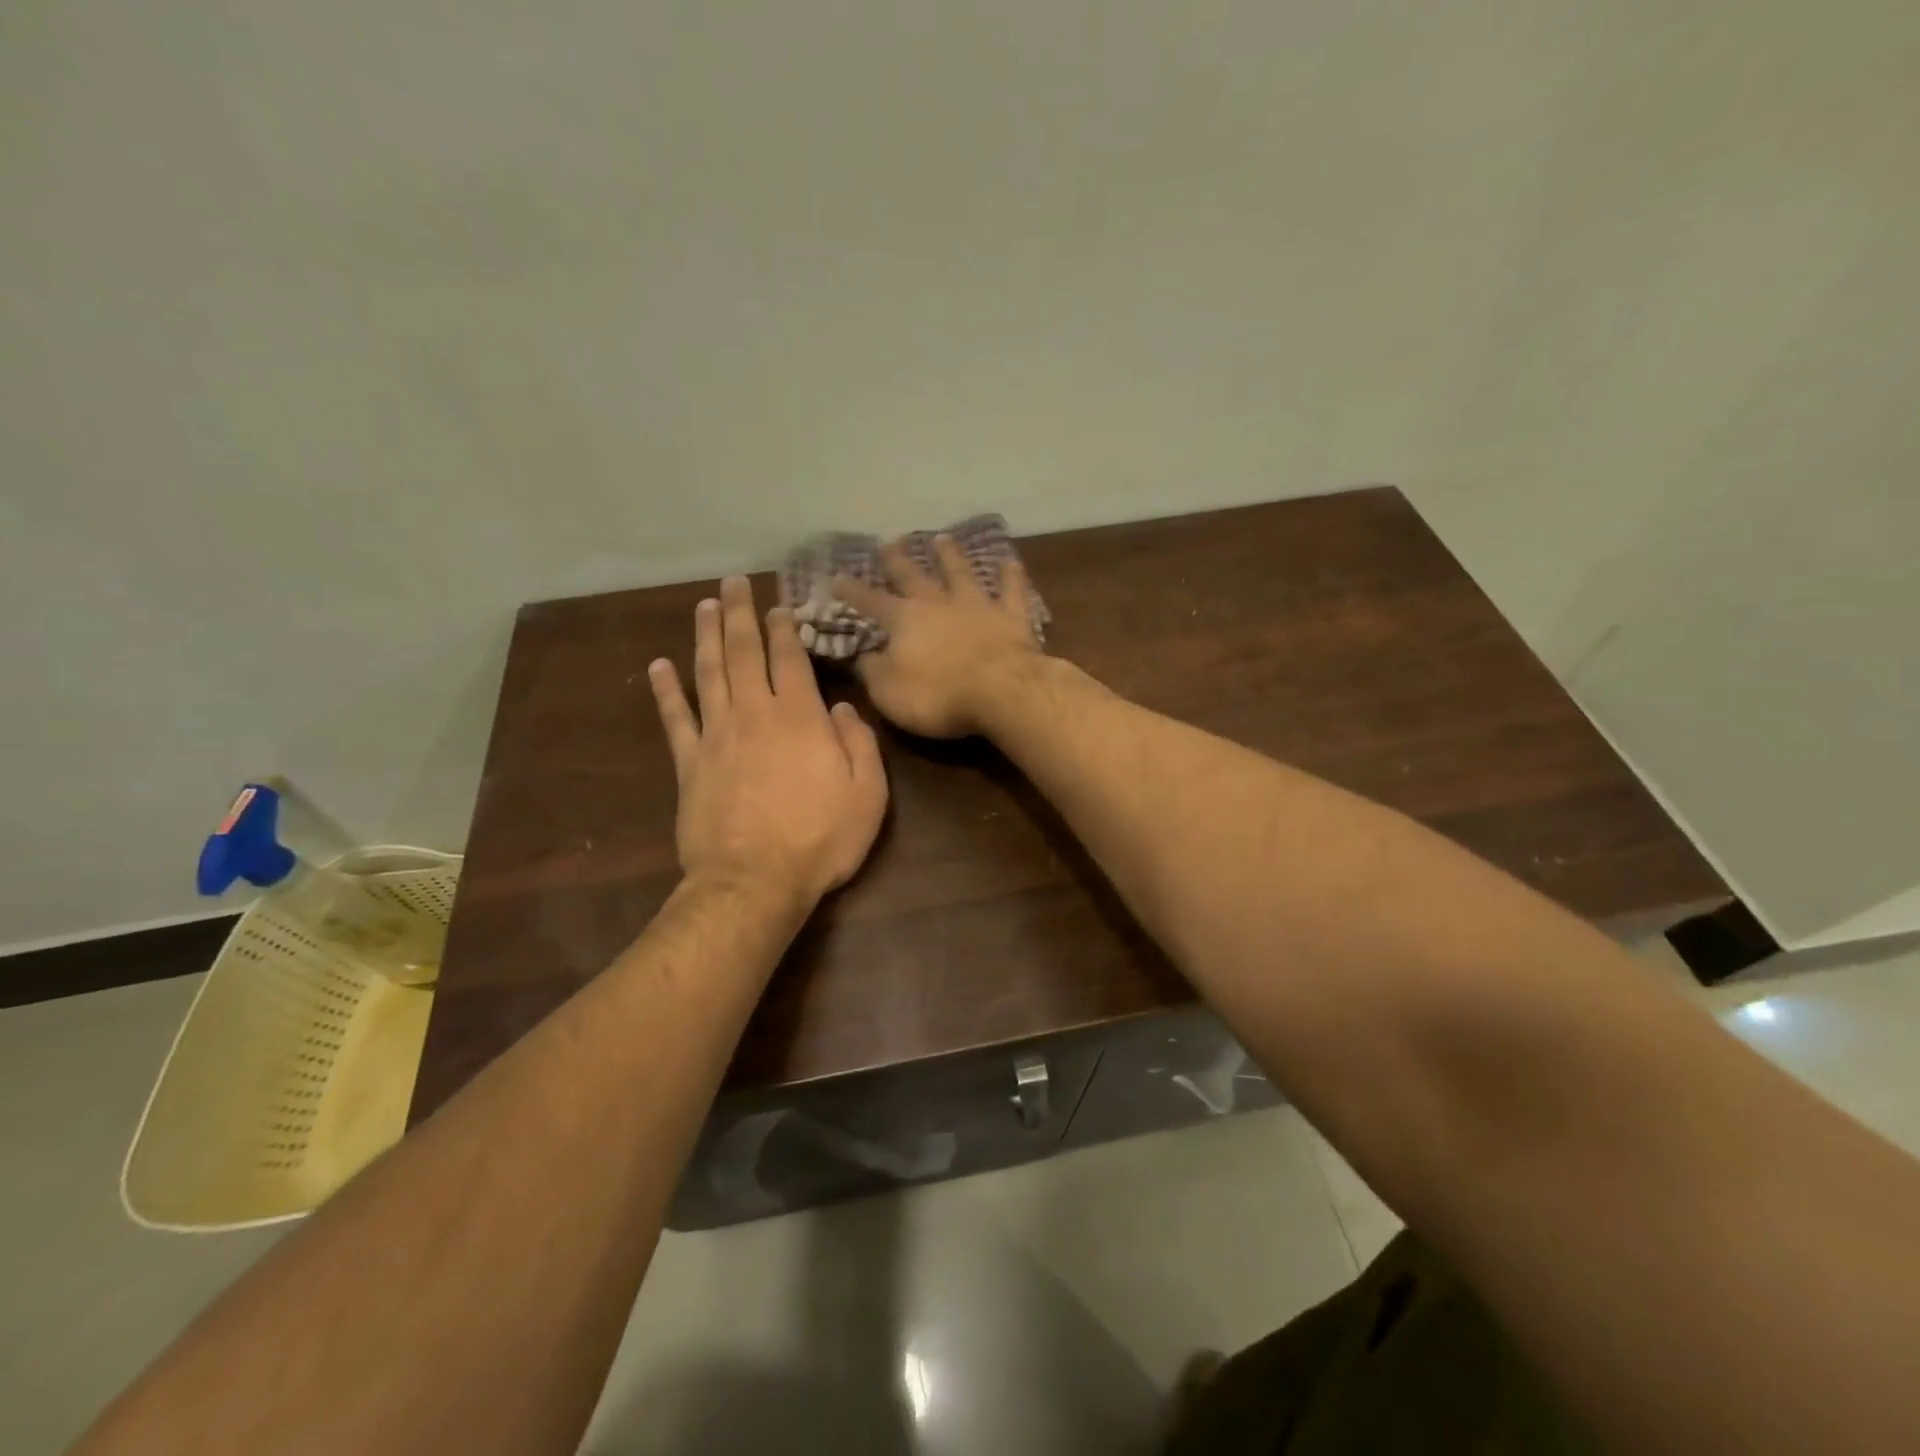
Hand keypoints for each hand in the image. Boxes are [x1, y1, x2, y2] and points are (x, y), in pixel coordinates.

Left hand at [648, 576, 888, 907]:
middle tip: (734, 582)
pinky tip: (658, 666)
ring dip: (706, 636)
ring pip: (710, 673)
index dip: (785, 629)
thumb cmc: (820, 840)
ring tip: (704, 606)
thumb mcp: (868, 795)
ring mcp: (717, 736)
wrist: (754, 882)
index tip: (779, 606)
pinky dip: (666, 690)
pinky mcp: (690, 763)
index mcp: (801, 719)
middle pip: (745, 652)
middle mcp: (756, 714)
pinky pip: (675, 718)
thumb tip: (841, 709)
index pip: (791, 660)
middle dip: (741, 614)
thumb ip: (860, 745)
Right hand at [832, 534, 1044, 737]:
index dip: (852, 590)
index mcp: (904, 620)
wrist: (1001, 691)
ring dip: (951, 556)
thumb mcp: (888, 691)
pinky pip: (1011, 590)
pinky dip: (1011, 575)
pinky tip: (1010, 560)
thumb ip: (873, 671)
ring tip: (942, 538)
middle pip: (914, 576)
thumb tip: (863, 656)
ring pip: (961, 573)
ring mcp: (977, 605)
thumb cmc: (937, 696)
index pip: (870, 601)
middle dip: (898, 560)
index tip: (837, 576)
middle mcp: (938, 603)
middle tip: (890, 542)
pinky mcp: (1012, 617)